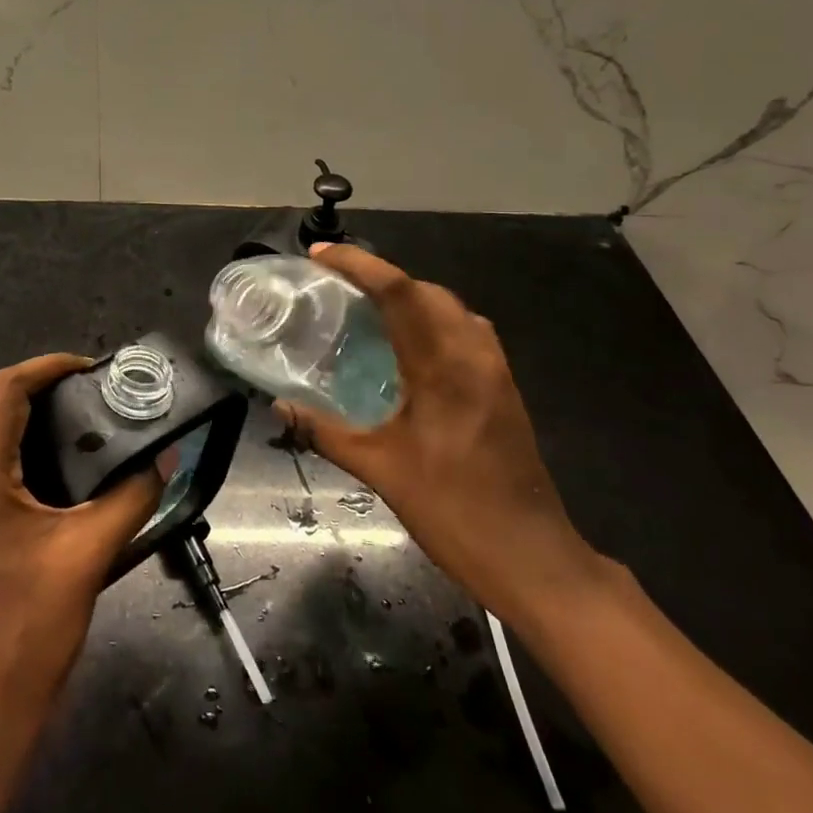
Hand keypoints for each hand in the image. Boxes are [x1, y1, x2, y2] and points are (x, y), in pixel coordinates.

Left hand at [0, 353, 162, 812]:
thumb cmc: (28, 633)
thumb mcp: (89, 556)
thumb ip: (132, 498)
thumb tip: (164, 459)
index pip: (4, 390)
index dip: (48, 366)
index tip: (92, 367)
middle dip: (40, 386)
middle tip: (93, 391)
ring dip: (29, 416)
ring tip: (84, 420)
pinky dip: (21, 448)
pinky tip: (61, 469)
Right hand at [276, 244, 602, 626]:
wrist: (533, 558)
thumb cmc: (454, 511)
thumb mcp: (379, 471)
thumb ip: (325, 431)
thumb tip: (279, 406)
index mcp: (443, 367)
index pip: (399, 291)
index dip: (358, 264)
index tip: (319, 254)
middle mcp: (473, 355)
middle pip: (426, 290)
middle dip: (380, 275)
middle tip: (336, 283)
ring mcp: (495, 370)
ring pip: (450, 307)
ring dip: (409, 295)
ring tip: (367, 308)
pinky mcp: (504, 387)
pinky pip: (465, 331)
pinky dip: (431, 320)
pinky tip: (407, 347)